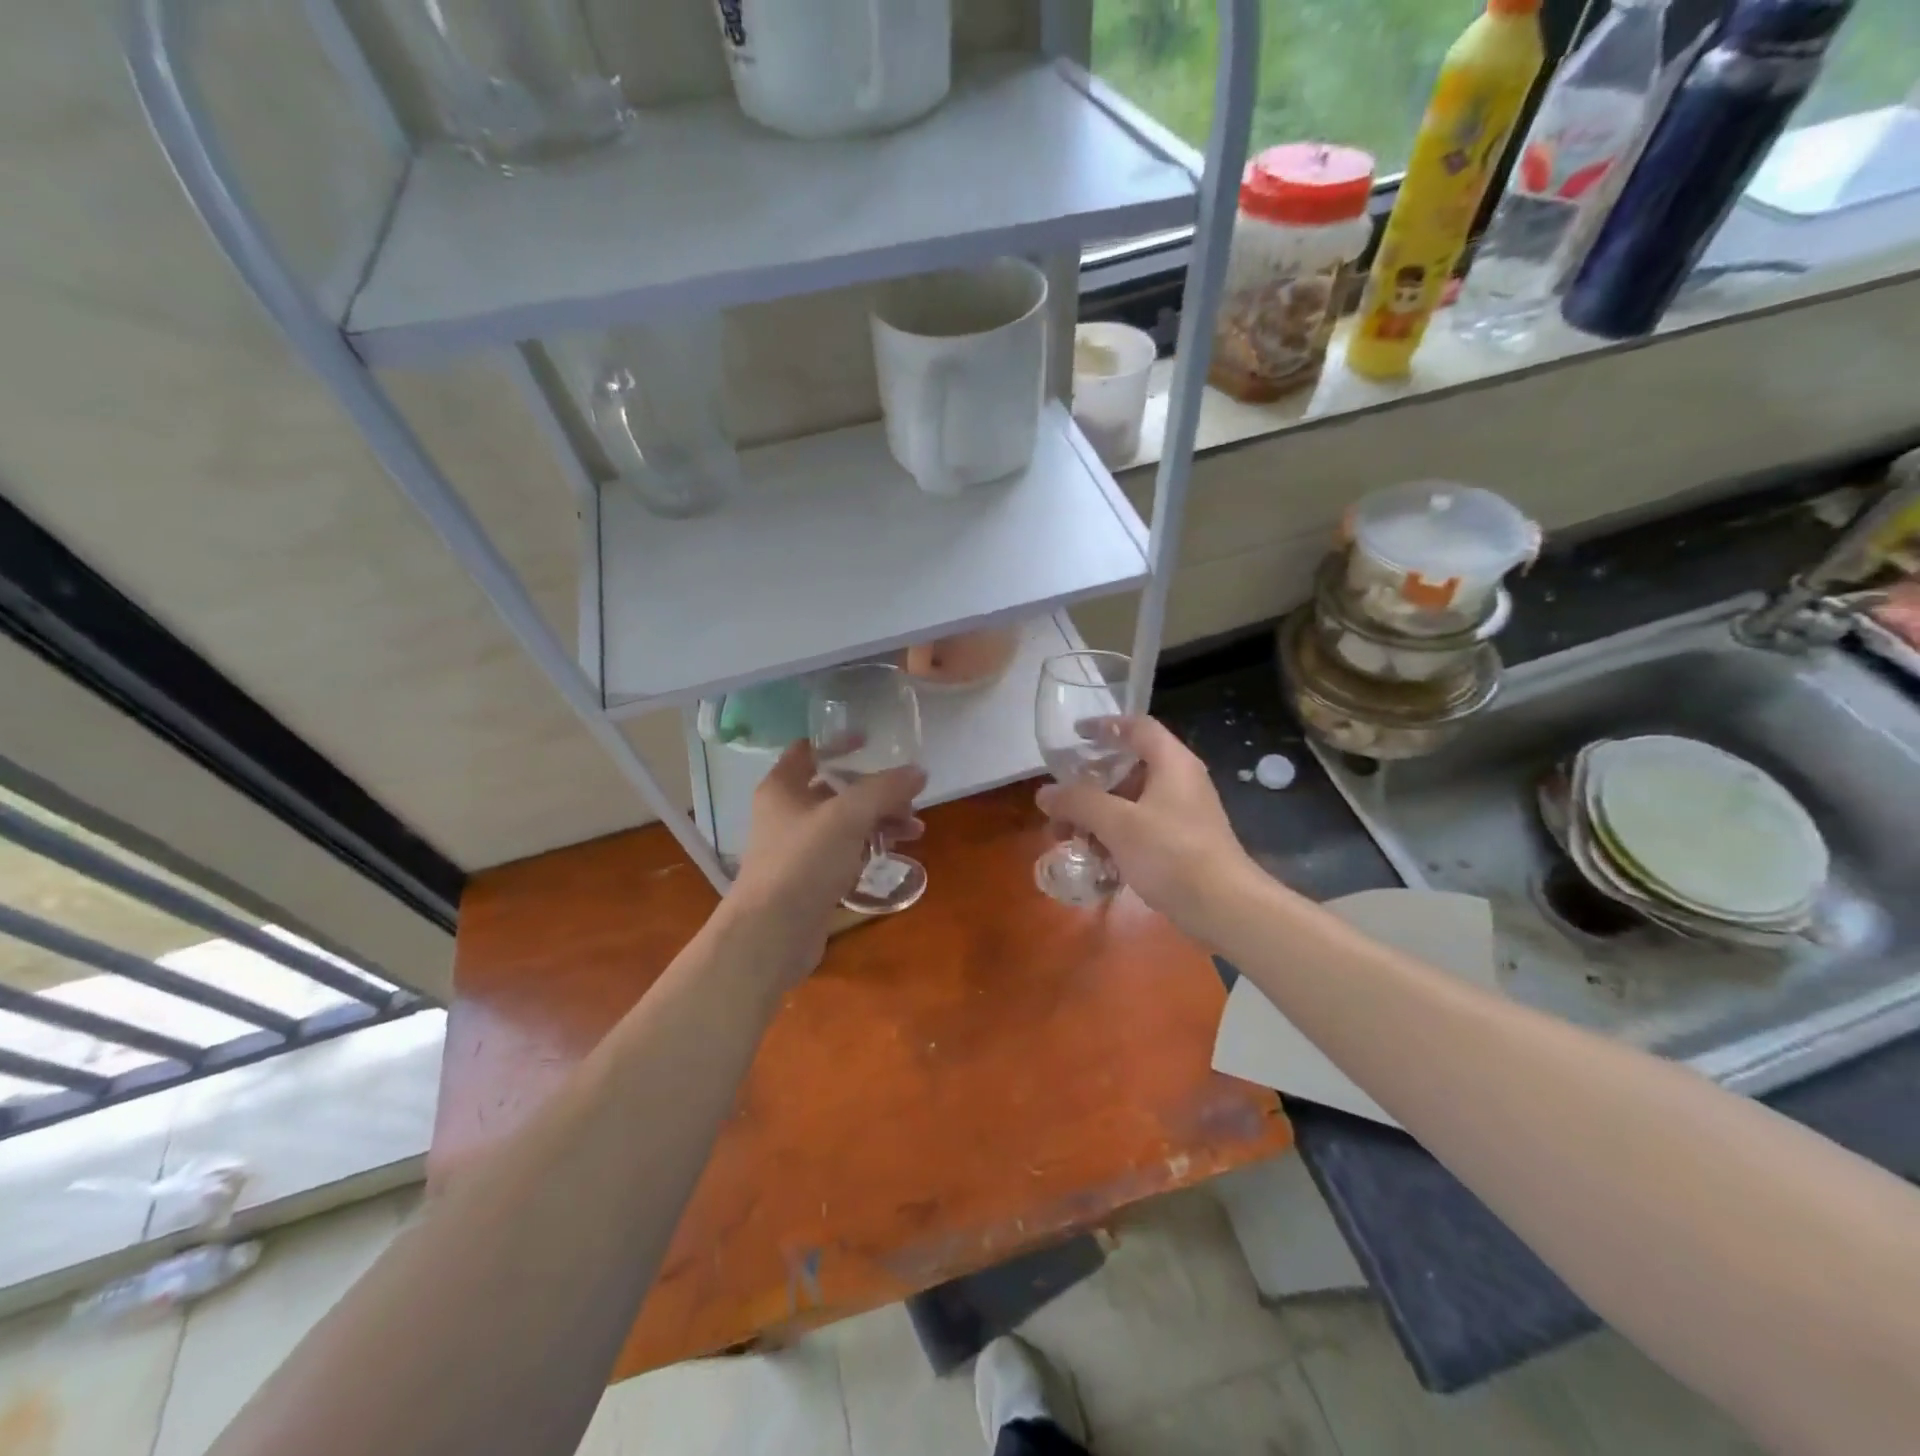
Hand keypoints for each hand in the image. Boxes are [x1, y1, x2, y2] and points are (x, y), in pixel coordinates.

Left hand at [727, 741, 925, 982]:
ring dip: (880, 821)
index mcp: (783, 787)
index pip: (809, 750)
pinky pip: (844, 852)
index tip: (873, 743)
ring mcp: (797, 847)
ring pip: (845, 823)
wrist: (772, 933)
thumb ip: (885, 789)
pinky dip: (868, 848)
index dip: (840, 743)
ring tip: (914, 832)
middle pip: (837, 789)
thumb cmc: (804, 862)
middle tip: (909, 802)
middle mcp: (787, 813)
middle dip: (876, 792)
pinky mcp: (810, 878)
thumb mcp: (848, 816)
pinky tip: (893, 854)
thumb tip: (918, 772)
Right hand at [1036, 716, 1256, 936]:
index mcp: (1171, 763)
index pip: (1137, 727)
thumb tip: (1044, 793)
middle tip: (1061, 802)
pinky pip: (1140, 829)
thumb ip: (1078, 802)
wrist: (1225, 908)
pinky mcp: (1181, 844)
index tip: (1075, 735)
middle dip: (1089, 786)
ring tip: (1067, 838)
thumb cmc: (1171, 854)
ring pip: (1130, 803)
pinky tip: (1095, 860)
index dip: (1105, 725)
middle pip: (1128, 769)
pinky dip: (1115, 838)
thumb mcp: (1118, 824)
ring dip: (1097, 817)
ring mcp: (1182, 814)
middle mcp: (1179, 781)